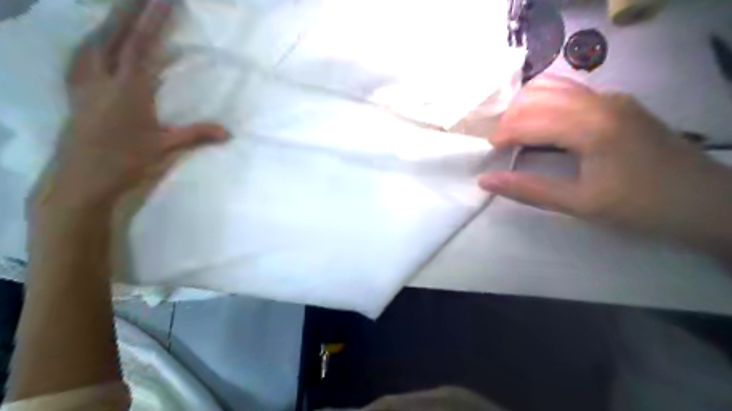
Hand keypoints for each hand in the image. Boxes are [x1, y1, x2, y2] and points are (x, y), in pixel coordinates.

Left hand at [33, 0, 226, 210]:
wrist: (81, 178)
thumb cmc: (126, 161)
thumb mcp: (165, 147)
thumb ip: (196, 135)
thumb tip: (229, 133)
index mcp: (129, 89)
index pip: (142, 46)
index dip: (153, 20)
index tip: (163, 0)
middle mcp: (102, 77)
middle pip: (114, 34)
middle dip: (130, 11)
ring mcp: (83, 82)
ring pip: (93, 41)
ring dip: (110, 22)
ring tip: (122, 11)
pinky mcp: (75, 90)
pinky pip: (81, 55)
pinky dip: (92, 41)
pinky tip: (96, 42)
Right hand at [482, 74, 731, 243]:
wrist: (703, 201)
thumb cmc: (639, 206)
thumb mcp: (579, 203)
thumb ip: (529, 189)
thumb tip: (485, 180)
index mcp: (591, 127)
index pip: (532, 119)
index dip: (504, 133)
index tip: (490, 151)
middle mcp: (601, 102)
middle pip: (539, 95)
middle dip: (512, 117)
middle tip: (502, 143)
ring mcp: (612, 98)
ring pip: (555, 86)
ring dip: (528, 105)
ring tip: (517, 131)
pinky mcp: (619, 102)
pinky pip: (571, 92)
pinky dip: (547, 103)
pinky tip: (544, 124)